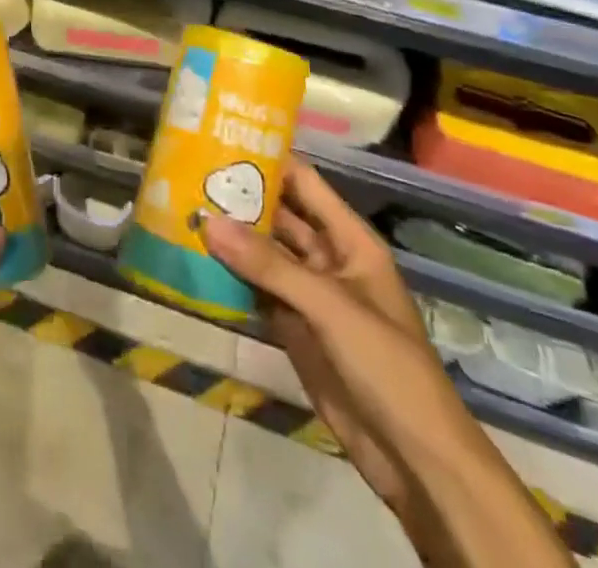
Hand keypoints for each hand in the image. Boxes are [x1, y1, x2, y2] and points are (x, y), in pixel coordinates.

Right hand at [201, 159, 445, 518]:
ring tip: (183, 210)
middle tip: (189, 174)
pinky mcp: (293, 328)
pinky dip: (231, 278)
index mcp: (349, 239)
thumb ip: (269, 265)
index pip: (304, 183)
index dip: (269, 159)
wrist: (414, 458)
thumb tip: (209, 221)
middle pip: (280, 217)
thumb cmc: (386, 364)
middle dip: (241, 198)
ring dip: (231, 238)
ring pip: (264, 254)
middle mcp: (327, 258)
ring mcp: (309, 295)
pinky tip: (196, 262)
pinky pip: (258, 291)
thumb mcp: (329, 306)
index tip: (223, 138)